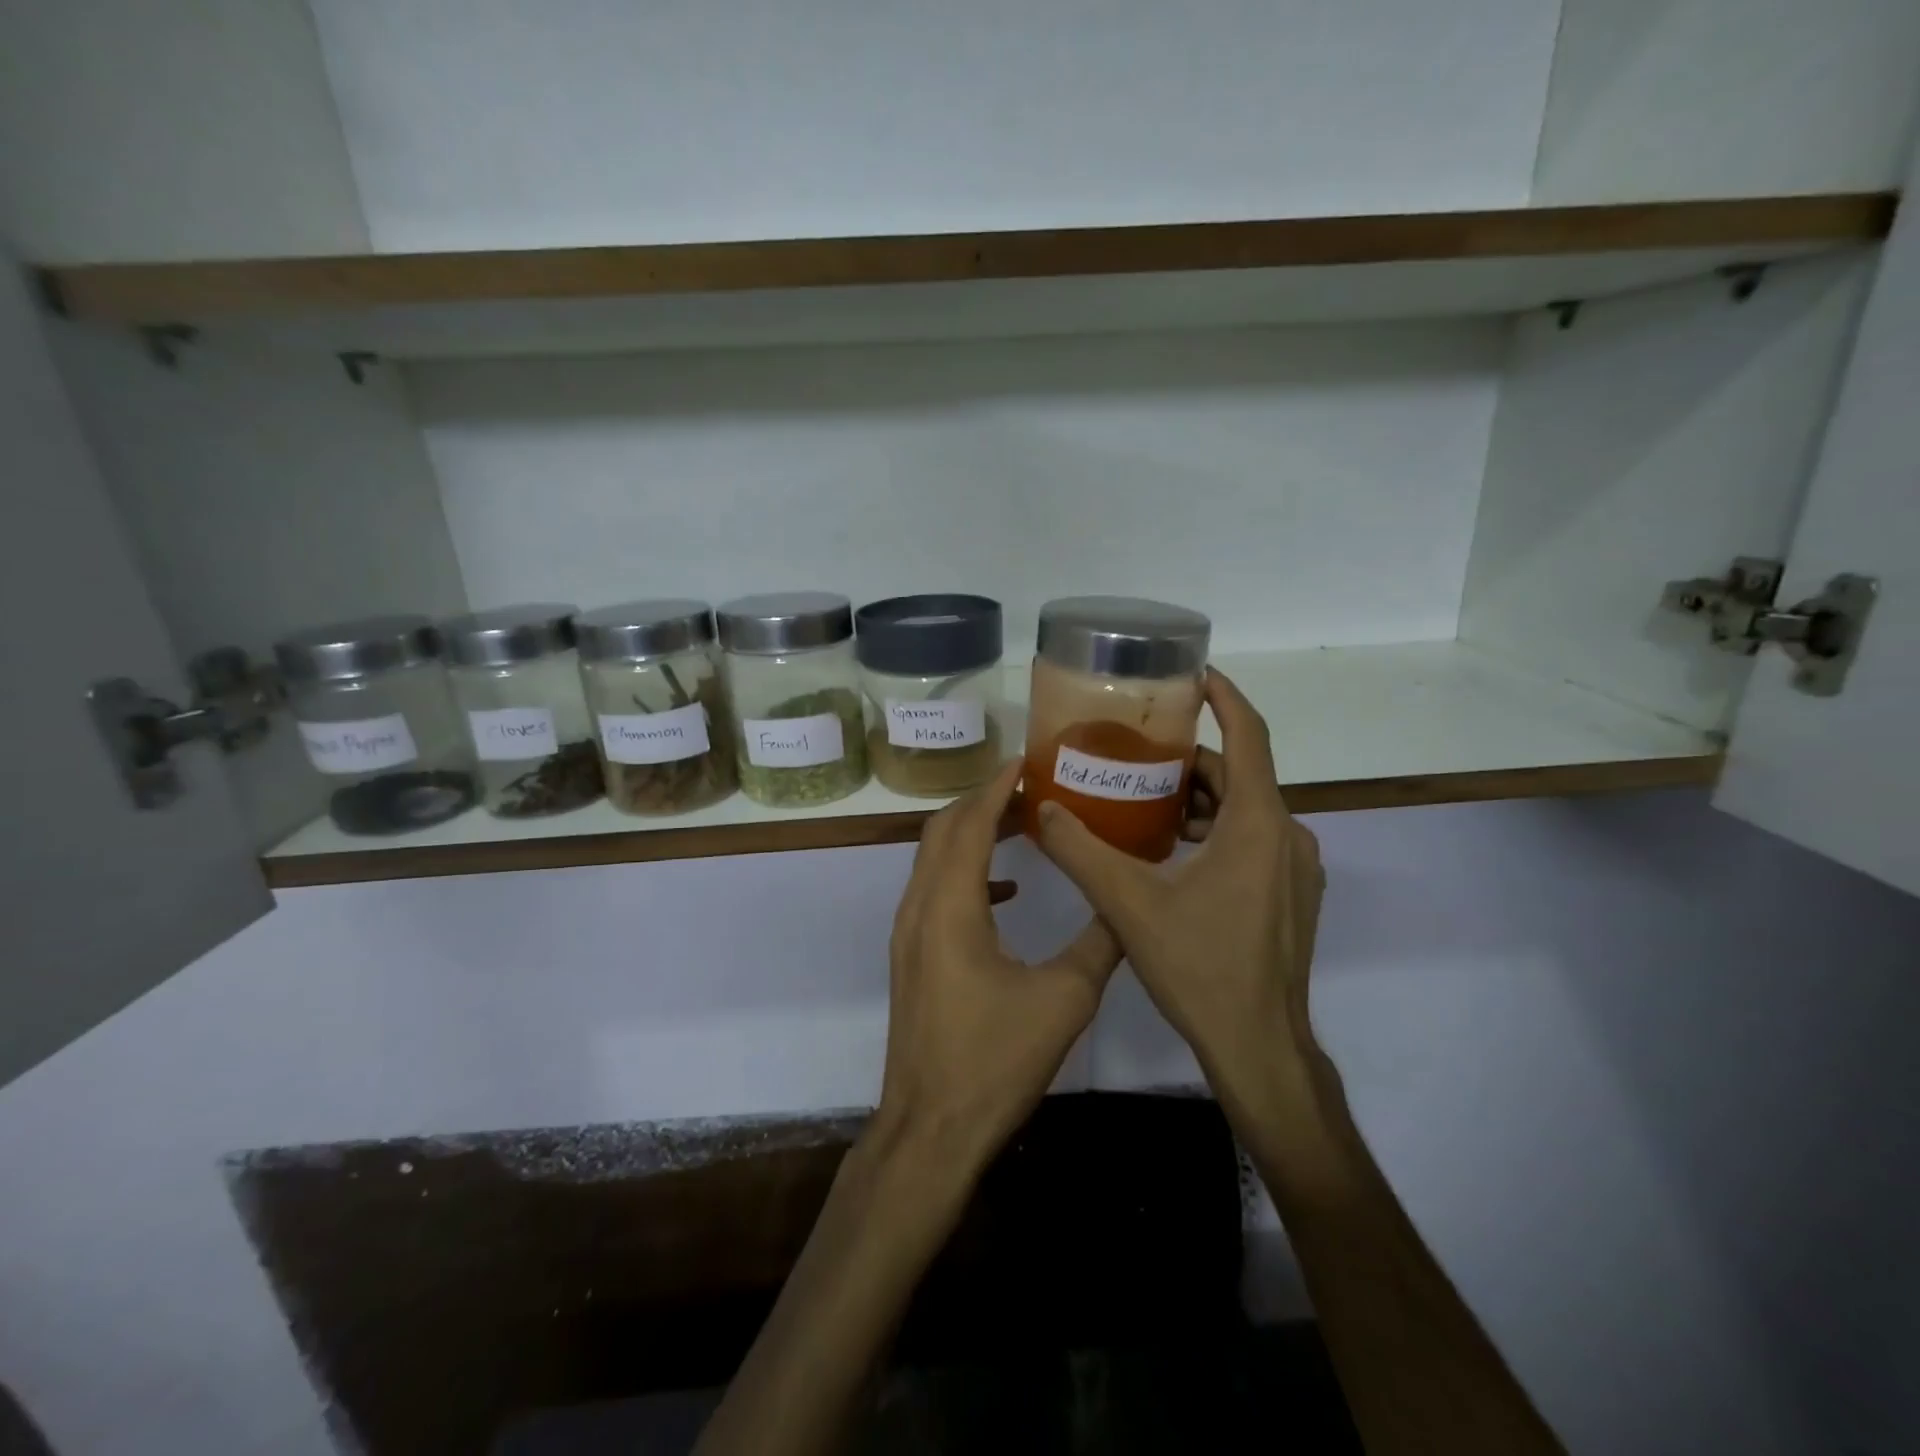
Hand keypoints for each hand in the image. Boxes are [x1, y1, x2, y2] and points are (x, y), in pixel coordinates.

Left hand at [873, 759, 1121, 1174]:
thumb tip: (1125, 904)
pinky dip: (967, 873)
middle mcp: (919, 907)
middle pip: (943, 830)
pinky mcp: (912, 956)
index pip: (969, 823)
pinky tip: (1007, 890)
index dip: (997, 786)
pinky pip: (935, 891)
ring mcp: (909, 933)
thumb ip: (1099, 943)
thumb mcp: (1064, 999)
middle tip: (1032, 789)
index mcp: (950, 906)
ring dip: (972, 834)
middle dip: (983, 801)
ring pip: (934, 859)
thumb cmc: (994, 1061)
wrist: (931, 1128)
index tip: (1027, 761)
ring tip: (1022, 825)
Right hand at [1033, 669, 1325, 1093]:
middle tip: (1140, 757)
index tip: (1196, 675)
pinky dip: (1218, 831)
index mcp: (1258, 823)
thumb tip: (1043, 809)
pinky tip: (1175, 854)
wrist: (1259, 1045)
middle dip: (1192, 761)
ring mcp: (1295, 869)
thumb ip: (1080, 851)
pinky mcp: (1292, 896)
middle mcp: (1288, 835)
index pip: (1249, 737)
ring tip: (1147, 806)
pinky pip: (1254, 840)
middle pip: (1240, 775)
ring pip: (1247, 810)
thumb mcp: (1128, 903)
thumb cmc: (1199, 966)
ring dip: (1202, 801)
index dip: (1225, 699)